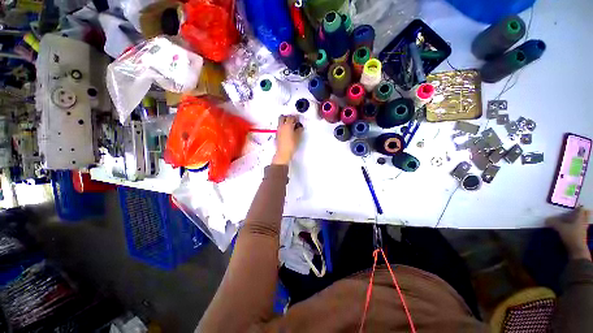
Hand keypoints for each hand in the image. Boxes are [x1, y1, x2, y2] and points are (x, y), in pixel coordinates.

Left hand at [272, 115, 302, 164]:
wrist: (283, 152)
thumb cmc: (291, 144)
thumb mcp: (298, 137)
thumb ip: (299, 130)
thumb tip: (300, 127)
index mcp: (287, 125)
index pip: (291, 117)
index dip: (295, 117)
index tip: (298, 119)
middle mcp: (281, 126)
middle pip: (283, 117)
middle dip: (287, 117)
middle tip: (292, 120)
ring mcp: (278, 130)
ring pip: (280, 122)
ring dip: (285, 122)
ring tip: (290, 126)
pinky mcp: (277, 135)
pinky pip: (280, 128)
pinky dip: (283, 127)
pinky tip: (287, 132)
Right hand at [546, 207, 591, 260]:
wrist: (577, 250)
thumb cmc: (571, 235)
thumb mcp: (560, 228)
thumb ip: (553, 222)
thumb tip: (546, 219)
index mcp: (580, 217)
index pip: (580, 208)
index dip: (576, 206)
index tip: (570, 205)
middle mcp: (583, 221)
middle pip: (581, 215)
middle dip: (576, 213)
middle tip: (568, 211)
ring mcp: (582, 229)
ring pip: (579, 221)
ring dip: (573, 220)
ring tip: (565, 219)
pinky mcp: (580, 235)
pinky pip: (576, 227)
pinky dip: (572, 227)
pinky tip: (566, 228)